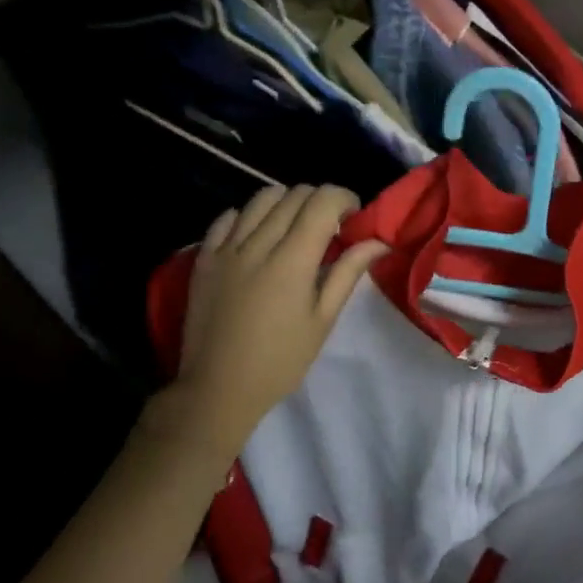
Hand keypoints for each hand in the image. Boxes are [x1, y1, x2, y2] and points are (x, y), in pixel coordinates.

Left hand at [165, 185, 388, 457]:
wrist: (219, 387)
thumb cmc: (281, 360)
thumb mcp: (322, 320)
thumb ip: (347, 273)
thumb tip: (378, 242)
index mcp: (292, 260)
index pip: (322, 201)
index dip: (344, 199)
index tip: (354, 218)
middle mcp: (258, 243)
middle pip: (293, 194)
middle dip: (319, 201)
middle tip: (330, 227)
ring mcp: (226, 248)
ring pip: (260, 198)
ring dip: (286, 203)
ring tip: (295, 228)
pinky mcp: (204, 258)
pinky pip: (227, 218)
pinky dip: (249, 216)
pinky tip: (258, 236)